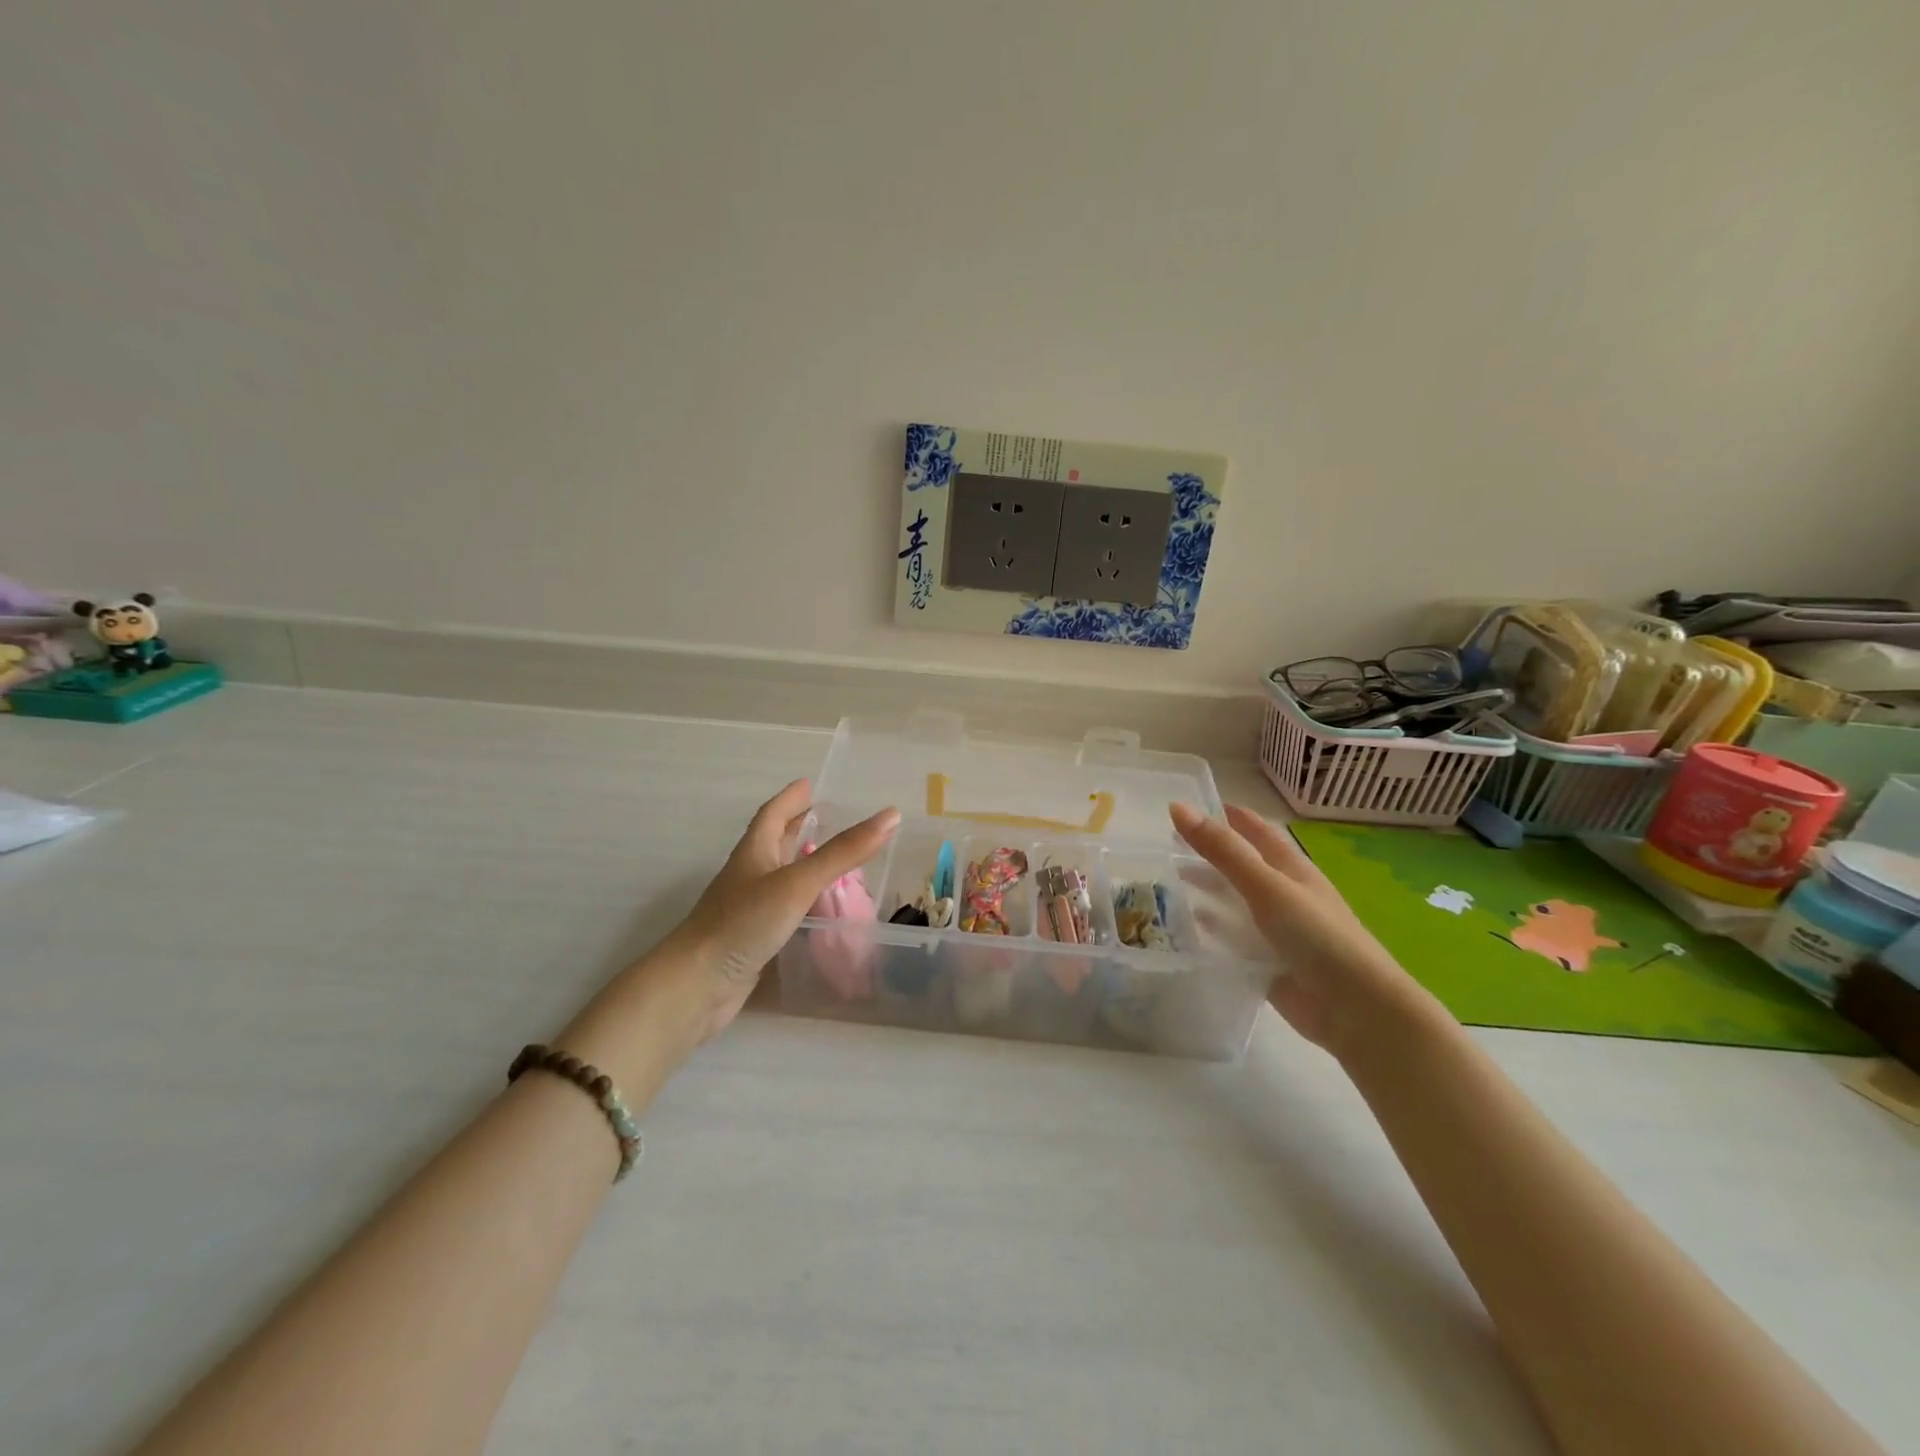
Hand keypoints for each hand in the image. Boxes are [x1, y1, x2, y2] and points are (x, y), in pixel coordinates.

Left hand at [669, 779, 899, 1033]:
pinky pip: (782, 910)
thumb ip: (844, 852)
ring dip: (801, 864)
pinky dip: (802, 902)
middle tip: (824, 816)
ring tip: (833, 860)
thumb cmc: (744, 923)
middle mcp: (749, 876)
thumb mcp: (798, 882)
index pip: (773, 814)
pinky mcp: (752, 939)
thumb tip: (892, 816)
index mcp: (754, 853)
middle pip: (773, 842)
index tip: (809, 784)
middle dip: (796, 827)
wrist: (696, 986)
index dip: (791, 798)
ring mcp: (748, 909)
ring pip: (778, 877)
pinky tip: (820, 911)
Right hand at [1170, 803, 1435, 1055]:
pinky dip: (1210, 930)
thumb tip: (1177, 807)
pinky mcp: (1266, 962)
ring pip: (1234, 902)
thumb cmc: (1316, 936)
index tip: (1194, 804)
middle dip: (1210, 854)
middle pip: (1242, 867)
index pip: (1258, 832)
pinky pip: (1232, 939)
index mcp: (1292, 869)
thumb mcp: (1266, 885)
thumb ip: (1222, 850)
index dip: (1230, 817)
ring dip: (1207, 891)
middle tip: (1167, 844)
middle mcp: (1284, 895)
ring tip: (1167, 882)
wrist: (1354, 1008)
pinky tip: (1185, 928)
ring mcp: (1276, 930)